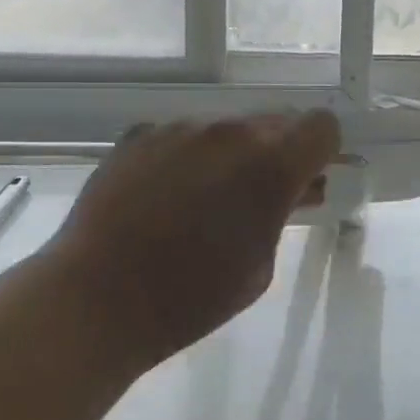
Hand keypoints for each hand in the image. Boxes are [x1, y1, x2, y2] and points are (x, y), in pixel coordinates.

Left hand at [43, 112, 340, 377]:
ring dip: (232, 153)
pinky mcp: (139, 135)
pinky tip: (165, 195)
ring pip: (227, 127)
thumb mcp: (260, 265)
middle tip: (261, 194)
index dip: (322, 151)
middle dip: (278, 151)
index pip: (321, 126)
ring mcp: (180, 129)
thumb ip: (283, 213)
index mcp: (270, 165)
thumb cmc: (192, 297)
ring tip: (205, 199)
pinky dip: (188, 156)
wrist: (97, 298)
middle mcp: (229, 132)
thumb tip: (292, 189)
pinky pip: (183, 135)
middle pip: (275, 121)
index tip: (309, 178)